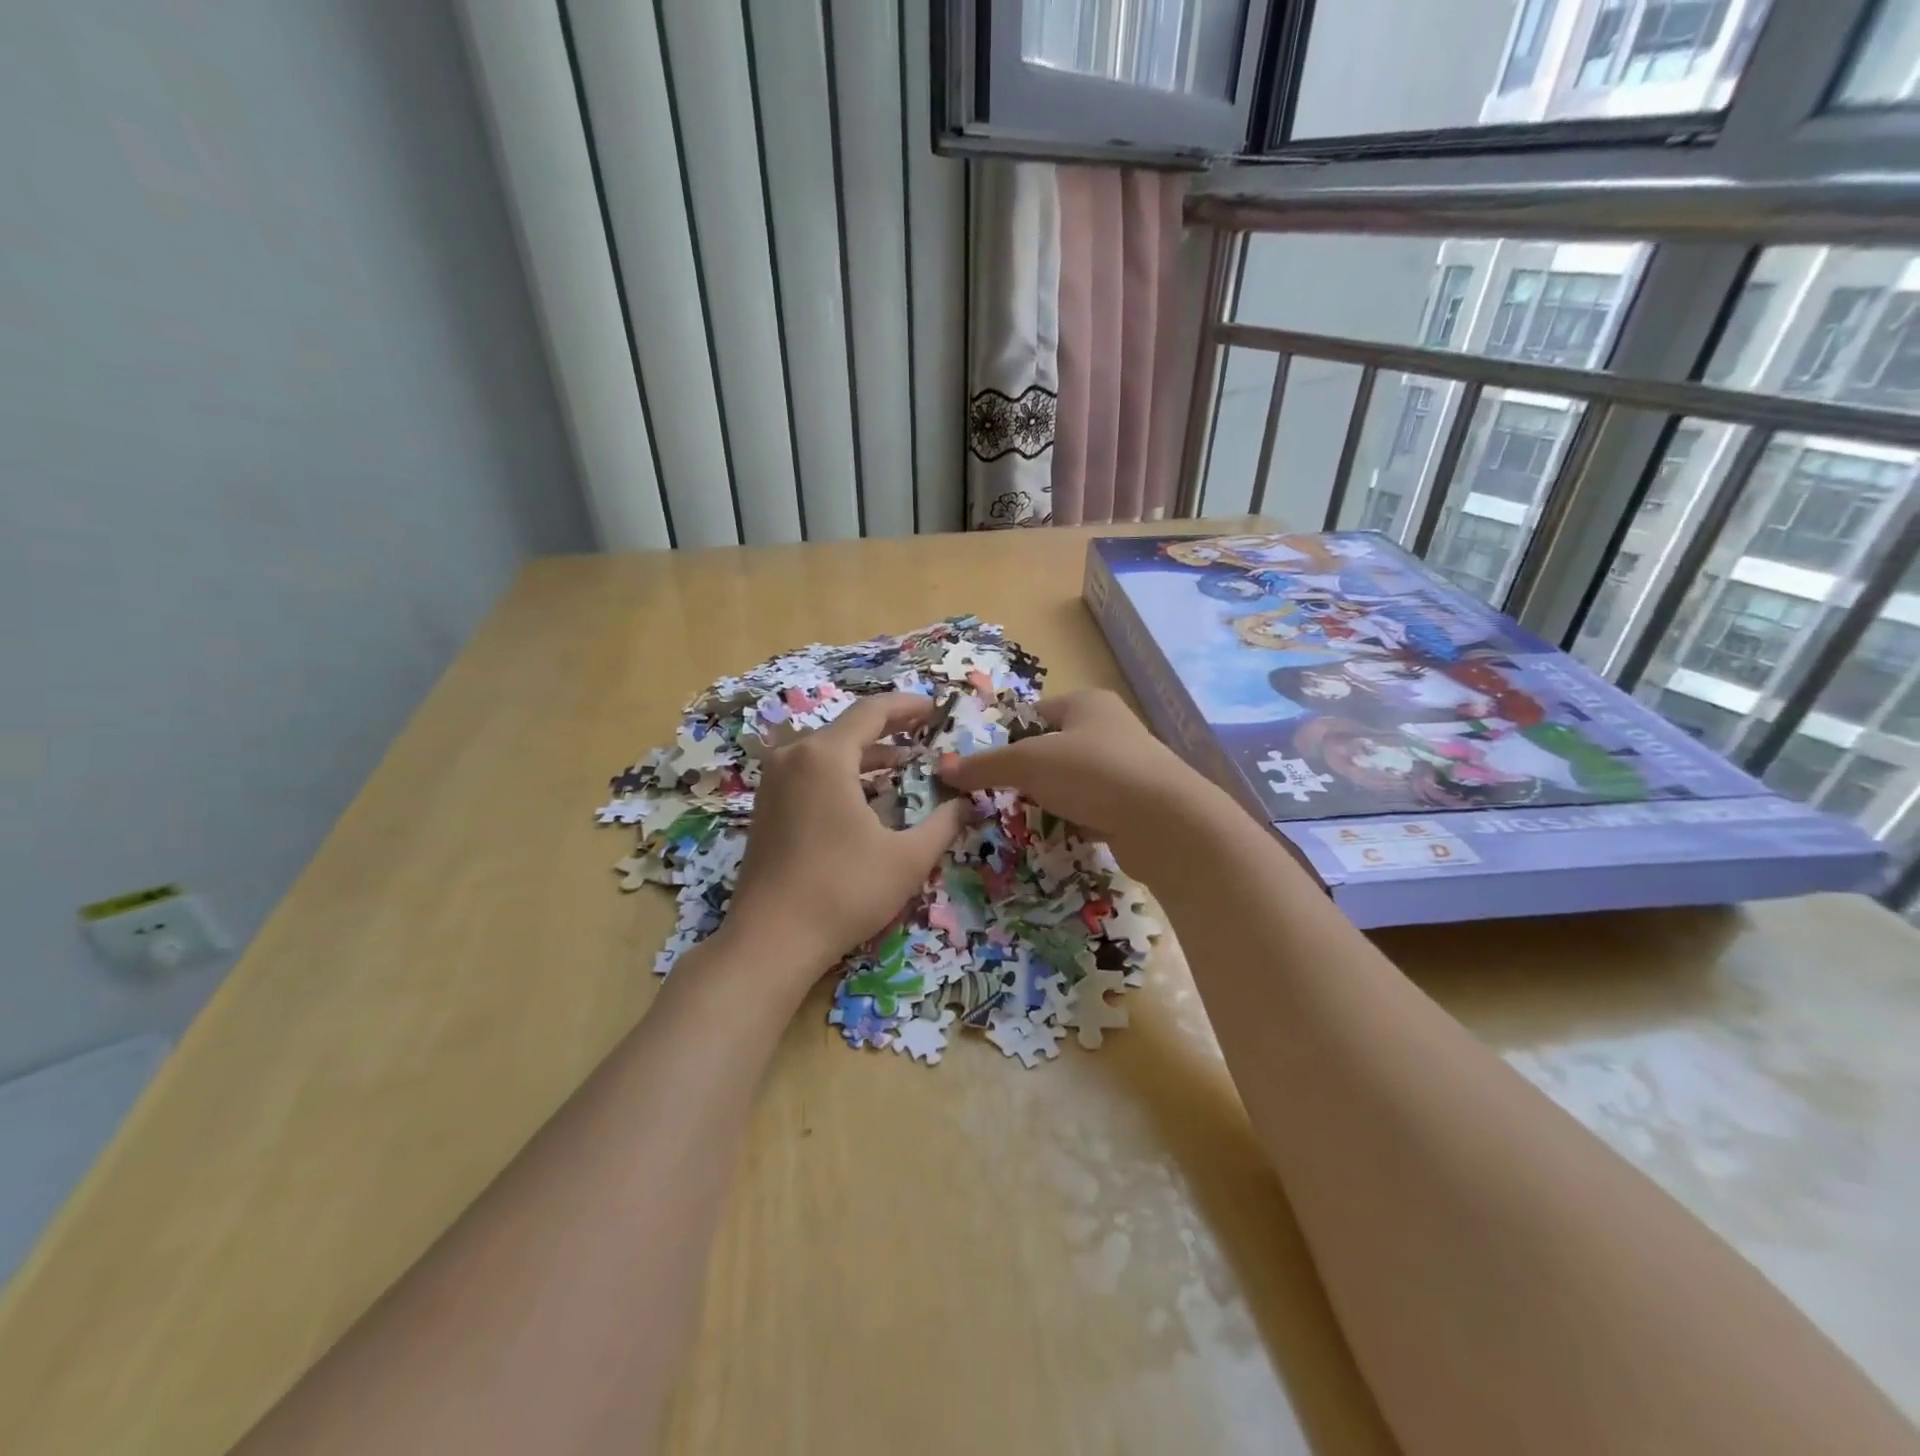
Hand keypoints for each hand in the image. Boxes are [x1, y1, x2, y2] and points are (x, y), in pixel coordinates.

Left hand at [724, 693, 968, 980]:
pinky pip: (810, 773)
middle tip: (924, 733)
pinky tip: (867, 796)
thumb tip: (965, 803)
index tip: (935, 708)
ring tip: (904, 765)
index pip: (872, 712)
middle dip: (889, 730)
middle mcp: (793, 757)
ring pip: (827, 752)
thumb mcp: (907, 858)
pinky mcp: (766, 807)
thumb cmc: (844, 891)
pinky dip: (843, 775)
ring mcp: (773, 782)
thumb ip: (943, 823)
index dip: (907, 706)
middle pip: (847, 728)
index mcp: (824, 756)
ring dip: (866, 755)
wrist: (771, 940)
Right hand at [935, 689, 1216, 866]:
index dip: (1008, 738)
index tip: (987, 767)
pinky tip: (1064, 833)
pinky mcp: (1135, 803)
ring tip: (1030, 817)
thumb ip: (985, 766)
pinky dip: (1076, 818)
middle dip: (1028, 774)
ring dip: (1051, 799)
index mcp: (1087, 703)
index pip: (1034, 714)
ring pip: (1072, 781)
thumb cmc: (1092, 773)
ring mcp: (1126, 766)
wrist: (1164, 822)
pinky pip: (1093, 807)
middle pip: (1052, 748)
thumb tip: (942, 769)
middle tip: (1003, 796)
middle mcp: (1110, 727)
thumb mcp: (1028, 763)